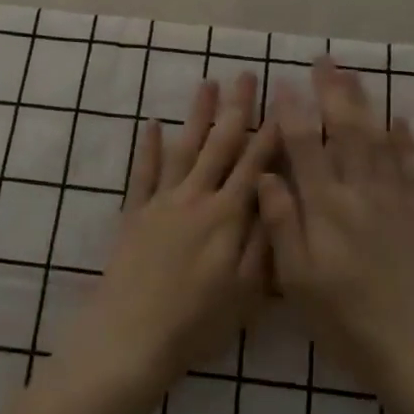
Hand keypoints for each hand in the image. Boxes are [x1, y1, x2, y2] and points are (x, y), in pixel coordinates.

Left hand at [62, 74, 279, 394]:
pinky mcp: (134, 213)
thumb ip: (264, 240)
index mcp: (228, 217)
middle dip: (236, 109)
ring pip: (184, 148)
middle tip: (245, 75)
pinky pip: (143, 172)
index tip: (283, 102)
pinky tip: (153, 123)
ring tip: (207, 83)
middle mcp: (196, 198)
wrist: (130, 338)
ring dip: (197, 114)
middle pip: (220, 145)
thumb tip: (280, 195)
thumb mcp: (246, 292)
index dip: (271, 133)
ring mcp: (162, 202)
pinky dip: (149, 146)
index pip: (255, 165)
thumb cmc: (196, 323)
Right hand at [258, 59, 413, 394]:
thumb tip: (265, 176)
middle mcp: (361, 192)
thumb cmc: (347, 320)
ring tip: (353, 75)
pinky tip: (400, 120)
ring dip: (365, 103)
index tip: (283, 83)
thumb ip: (281, 224)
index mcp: (326, 208)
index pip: (306, 146)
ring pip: (378, 139)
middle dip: (333, 92)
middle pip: (346, 130)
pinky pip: (411, 165)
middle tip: (323, 61)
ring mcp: (395, 200)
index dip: (293, 111)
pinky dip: (405, 139)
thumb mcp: (298, 281)